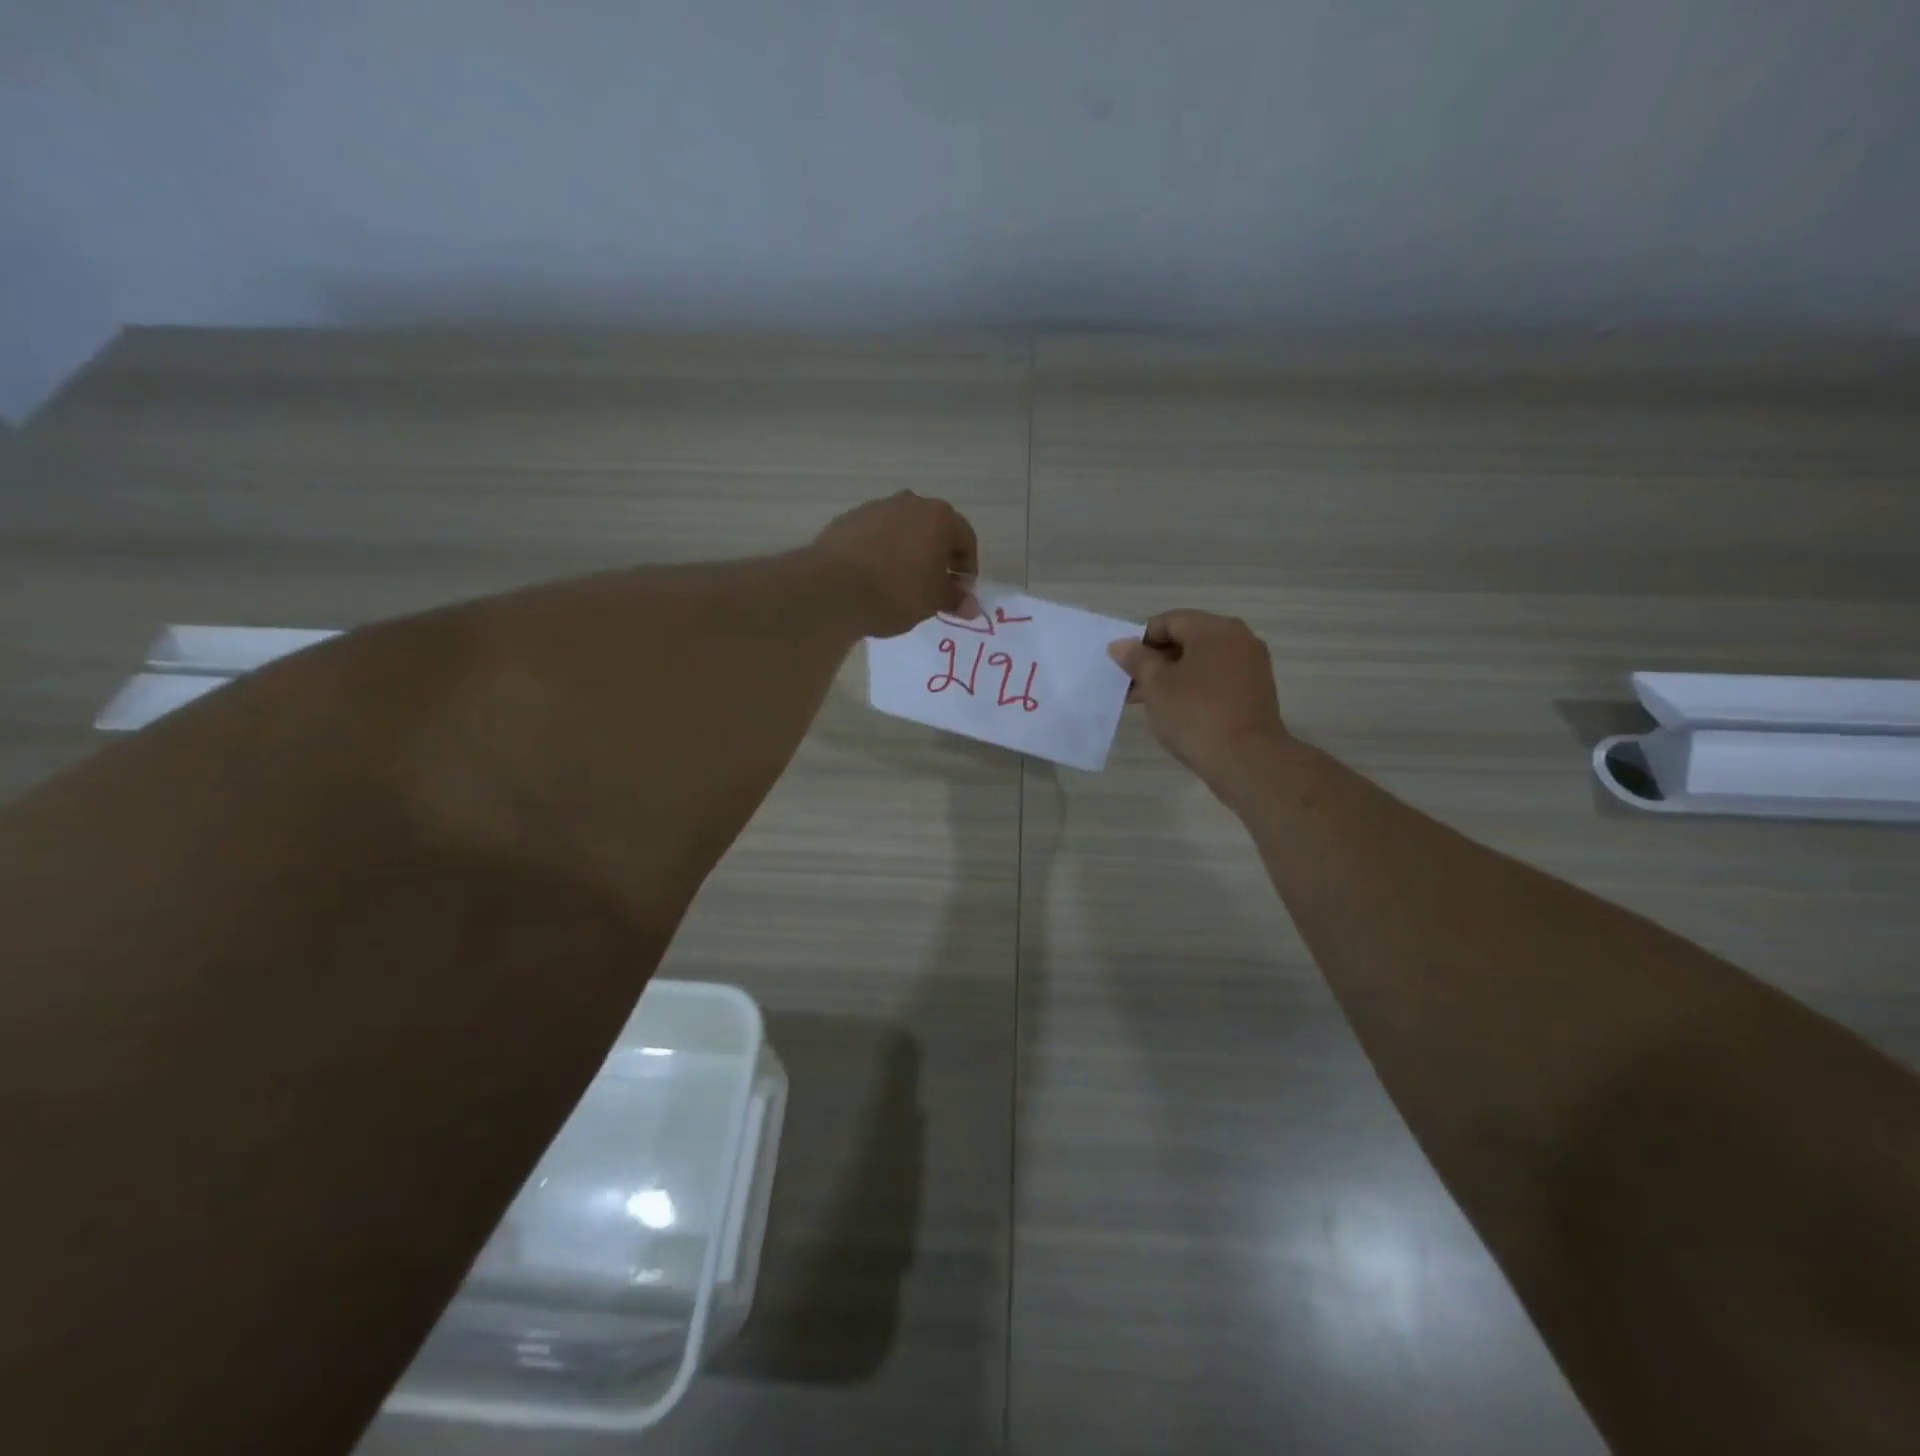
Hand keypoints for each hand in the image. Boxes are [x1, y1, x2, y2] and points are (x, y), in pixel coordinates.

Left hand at [812, 491, 979, 637]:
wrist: (834, 589)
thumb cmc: (897, 592)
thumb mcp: (933, 601)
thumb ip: (955, 599)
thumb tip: (971, 606)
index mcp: (939, 517)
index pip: (966, 539)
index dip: (967, 569)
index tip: (959, 593)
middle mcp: (909, 503)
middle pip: (933, 529)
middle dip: (937, 556)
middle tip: (933, 586)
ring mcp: (875, 508)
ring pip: (902, 529)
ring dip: (907, 551)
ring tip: (900, 582)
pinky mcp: (847, 520)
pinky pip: (874, 535)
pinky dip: (880, 551)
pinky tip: (873, 577)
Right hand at [1108, 611, 1289, 787]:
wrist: (1247, 759)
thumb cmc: (1195, 714)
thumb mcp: (1156, 685)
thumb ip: (1137, 659)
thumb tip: (1121, 644)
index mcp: (1214, 628)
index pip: (1169, 621)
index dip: (1141, 641)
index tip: (1125, 668)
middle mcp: (1238, 638)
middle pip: (1187, 639)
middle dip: (1157, 660)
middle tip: (1133, 687)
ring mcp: (1252, 664)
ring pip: (1202, 660)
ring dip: (1174, 676)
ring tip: (1151, 703)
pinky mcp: (1257, 690)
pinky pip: (1218, 677)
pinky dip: (1196, 686)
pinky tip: (1179, 710)